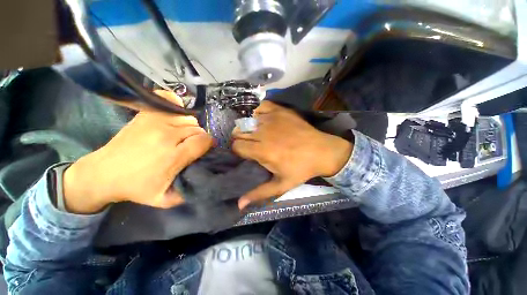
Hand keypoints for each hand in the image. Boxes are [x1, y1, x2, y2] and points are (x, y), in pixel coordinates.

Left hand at [63, 90, 213, 213]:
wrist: (103, 173)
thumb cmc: (136, 187)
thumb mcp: (165, 199)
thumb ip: (189, 190)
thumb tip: (206, 175)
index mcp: (173, 155)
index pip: (204, 140)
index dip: (209, 145)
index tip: (205, 150)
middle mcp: (167, 134)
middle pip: (198, 129)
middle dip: (200, 138)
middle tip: (191, 147)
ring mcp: (155, 121)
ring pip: (189, 119)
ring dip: (190, 127)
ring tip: (182, 137)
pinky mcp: (146, 113)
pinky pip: (171, 100)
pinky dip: (178, 108)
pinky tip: (175, 119)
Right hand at [232, 101, 352, 208]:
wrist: (322, 151)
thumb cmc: (301, 169)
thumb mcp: (281, 185)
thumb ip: (259, 193)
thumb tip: (239, 205)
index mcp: (262, 150)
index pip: (236, 146)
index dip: (239, 151)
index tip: (246, 153)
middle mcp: (263, 133)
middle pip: (239, 132)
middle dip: (241, 139)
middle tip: (251, 144)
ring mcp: (271, 119)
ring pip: (247, 120)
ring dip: (248, 127)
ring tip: (256, 133)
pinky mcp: (280, 110)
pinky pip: (260, 107)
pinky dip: (258, 112)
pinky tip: (262, 119)